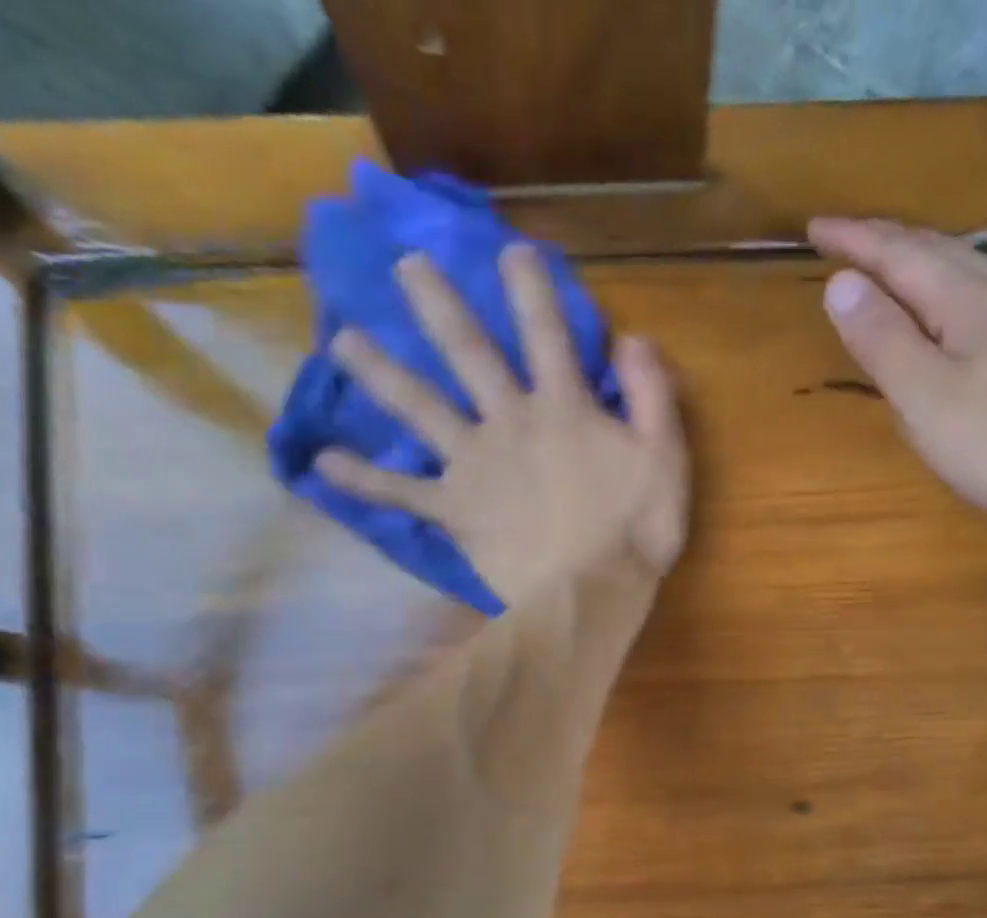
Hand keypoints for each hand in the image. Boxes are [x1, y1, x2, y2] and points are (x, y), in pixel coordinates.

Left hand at [317, 243, 689, 606]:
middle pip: (469, 354)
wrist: (587, 597)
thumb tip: (634, 338)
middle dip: (438, 306)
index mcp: (564, 409)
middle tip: (404, 265)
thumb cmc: (633, 534)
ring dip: (380, 372)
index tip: (510, 251)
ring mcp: (474, 465)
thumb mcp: (665, 460)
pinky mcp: (453, 510)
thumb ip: (652, 396)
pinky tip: (322, 463)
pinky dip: (362, 478)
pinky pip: (400, 491)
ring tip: (341, 341)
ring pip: (420, 408)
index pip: (547, 335)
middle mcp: (509, 422)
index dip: (530, 290)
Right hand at [808, 217, 986, 537]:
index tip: (815, 227)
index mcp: (970, 302)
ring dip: (929, 262)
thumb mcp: (925, 399)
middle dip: (891, 242)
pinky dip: (962, 292)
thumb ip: (883, 340)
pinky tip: (964, 311)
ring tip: (899, 268)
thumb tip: (842, 282)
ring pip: (976, 272)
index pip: (902, 254)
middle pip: (944, 251)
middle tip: (850, 241)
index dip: (856, 239)